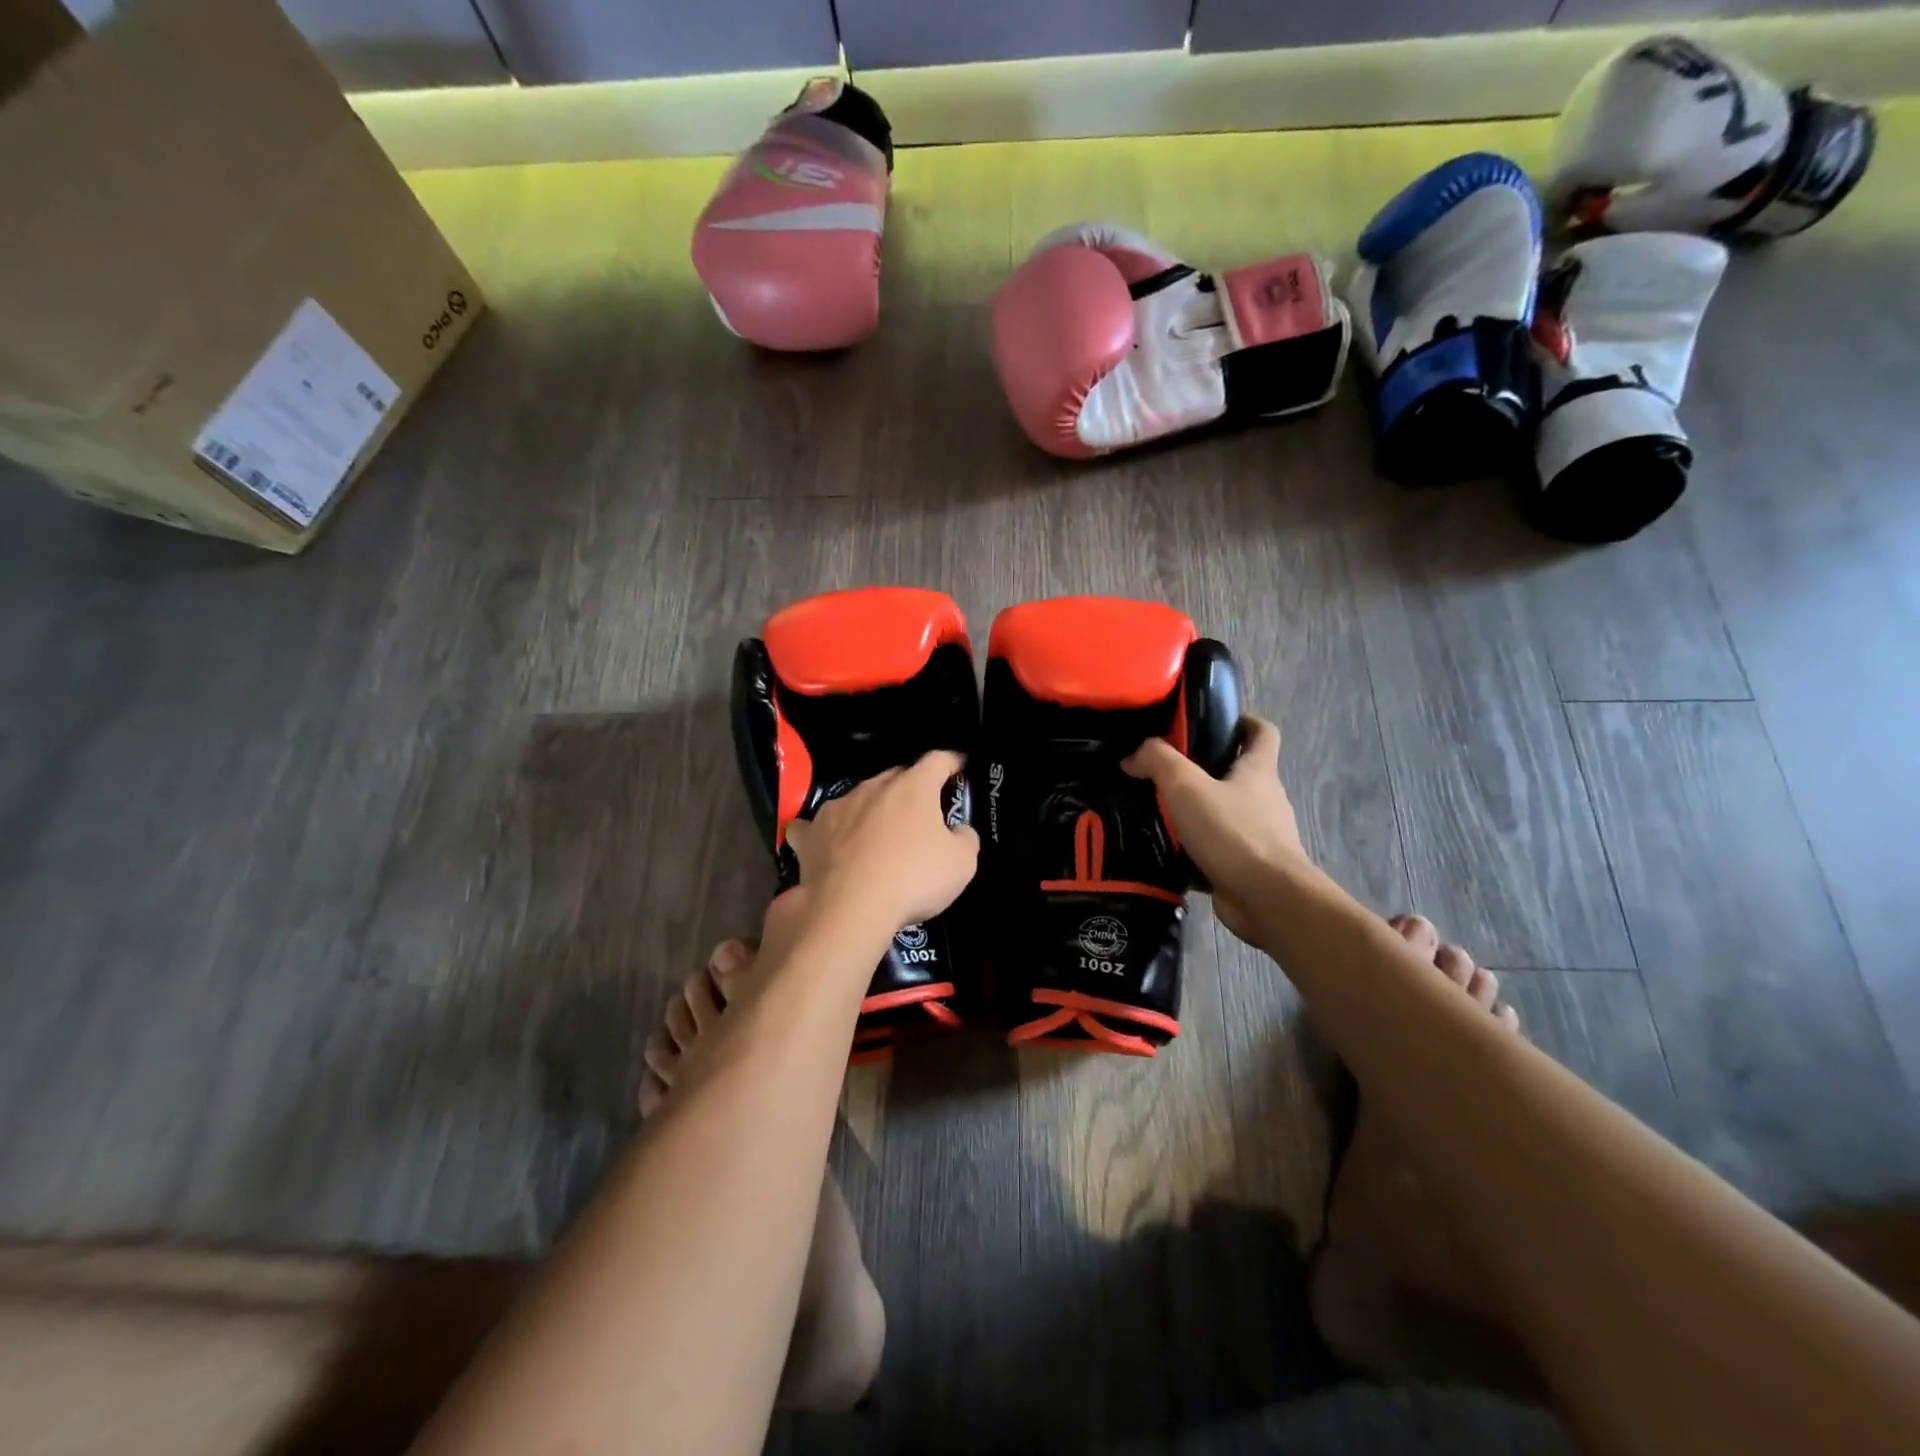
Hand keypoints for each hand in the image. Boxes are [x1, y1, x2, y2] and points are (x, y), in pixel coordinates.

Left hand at [786, 750, 979, 935]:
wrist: (850, 909)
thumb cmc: (913, 879)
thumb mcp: (962, 863)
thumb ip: (965, 838)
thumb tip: (958, 831)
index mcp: (913, 787)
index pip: (938, 760)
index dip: (952, 762)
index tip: (959, 767)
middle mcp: (873, 787)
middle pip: (896, 777)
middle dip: (911, 788)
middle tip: (921, 812)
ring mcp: (837, 807)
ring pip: (858, 797)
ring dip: (870, 809)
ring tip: (876, 832)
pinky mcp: (811, 834)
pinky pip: (816, 825)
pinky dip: (823, 831)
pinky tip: (824, 841)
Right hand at [1123, 717, 1305, 943]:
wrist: (1267, 899)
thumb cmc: (1233, 833)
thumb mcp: (1187, 787)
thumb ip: (1158, 762)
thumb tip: (1133, 755)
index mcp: (1258, 771)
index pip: (1262, 731)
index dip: (1242, 721)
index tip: (1210, 723)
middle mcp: (1264, 799)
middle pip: (1237, 773)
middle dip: (1204, 769)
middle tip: (1163, 771)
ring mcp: (1259, 835)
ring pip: (1224, 813)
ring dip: (1196, 812)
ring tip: (1156, 811)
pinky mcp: (1247, 866)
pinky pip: (1217, 850)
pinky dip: (1194, 849)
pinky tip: (1165, 851)